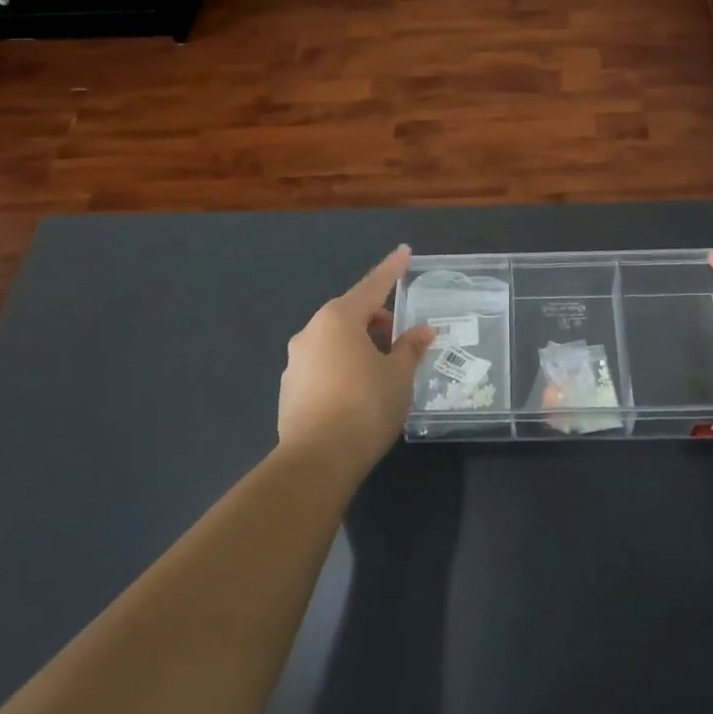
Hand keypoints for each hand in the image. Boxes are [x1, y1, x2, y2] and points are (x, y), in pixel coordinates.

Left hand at [277, 245, 436, 475]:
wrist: (316, 462)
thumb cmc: (365, 407)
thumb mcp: (399, 376)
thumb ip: (410, 348)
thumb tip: (423, 331)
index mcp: (338, 319)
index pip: (372, 286)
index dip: (392, 270)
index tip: (404, 252)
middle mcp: (311, 332)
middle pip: (351, 313)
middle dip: (377, 319)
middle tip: (401, 337)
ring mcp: (296, 361)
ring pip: (335, 341)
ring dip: (359, 344)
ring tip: (383, 368)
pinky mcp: (289, 389)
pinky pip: (323, 365)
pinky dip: (343, 366)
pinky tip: (358, 391)